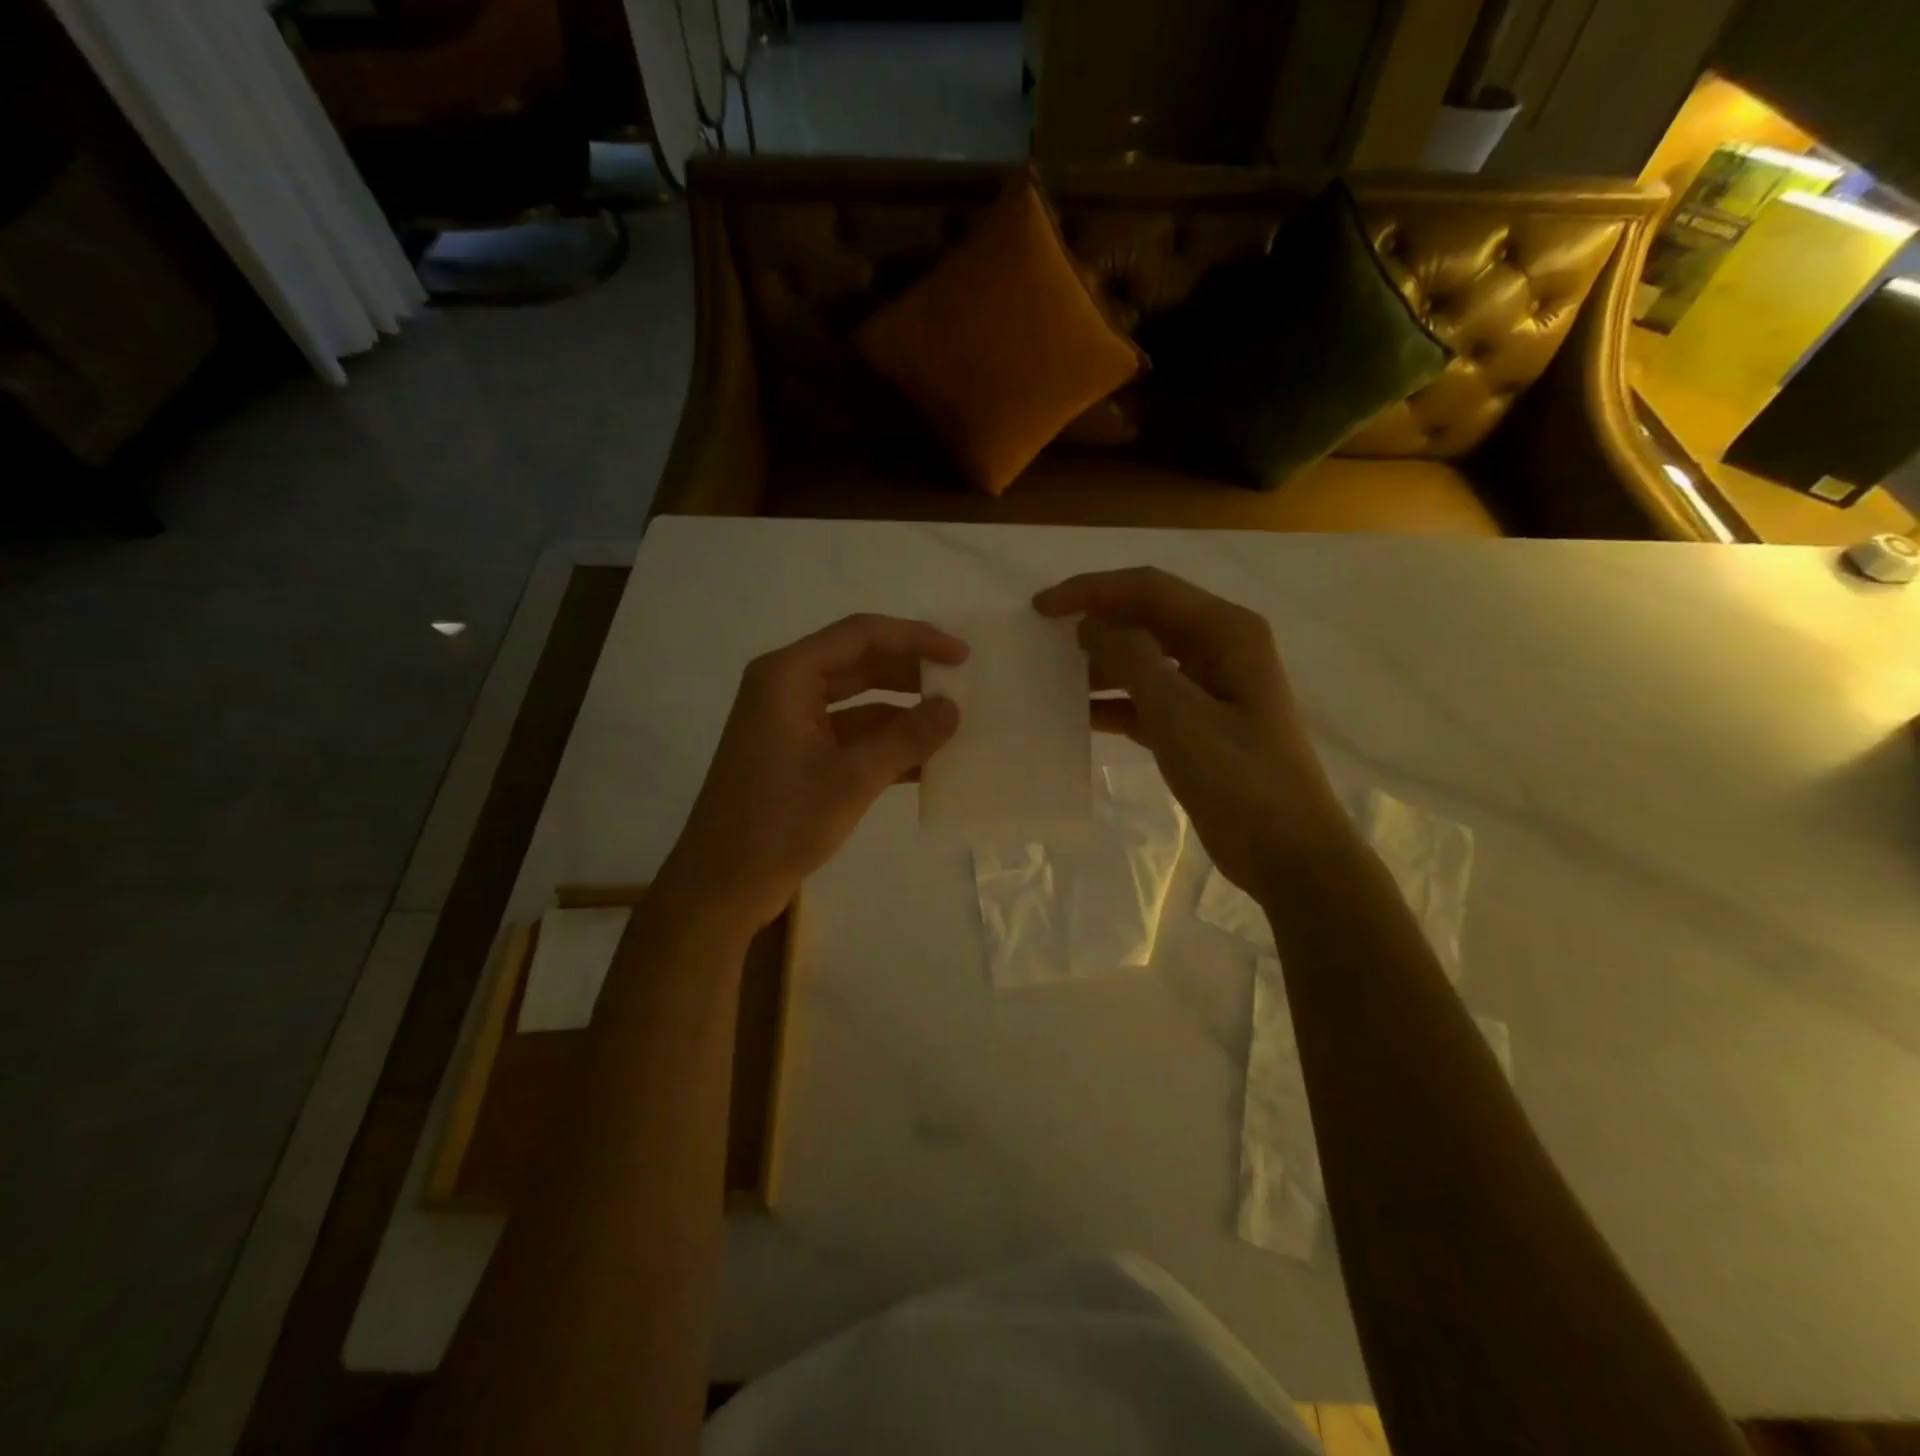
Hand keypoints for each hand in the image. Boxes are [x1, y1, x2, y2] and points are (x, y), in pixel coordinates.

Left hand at [658, 614, 966, 931]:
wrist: (722, 885)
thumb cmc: (781, 823)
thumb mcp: (852, 779)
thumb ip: (907, 738)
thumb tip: (953, 708)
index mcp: (788, 676)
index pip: (861, 634)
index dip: (916, 638)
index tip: (961, 656)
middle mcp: (786, 687)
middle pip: (860, 662)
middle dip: (911, 673)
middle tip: (963, 684)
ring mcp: (790, 722)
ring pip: (858, 701)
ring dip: (902, 712)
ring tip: (954, 723)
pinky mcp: (797, 754)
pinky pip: (849, 734)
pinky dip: (884, 743)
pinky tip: (927, 761)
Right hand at [1034, 567, 1343, 897]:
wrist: (1288, 854)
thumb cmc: (1240, 780)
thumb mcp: (1180, 716)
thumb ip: (1133, 661)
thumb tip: (1093, 625)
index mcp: (1226, 632)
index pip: (1148, 589)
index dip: (1091, 591)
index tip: (1041, 608)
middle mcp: (1220, 648)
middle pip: (1146, 618)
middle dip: (1095, 622)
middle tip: (1041, 638)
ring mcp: (1210, 687)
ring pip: (1144, 659)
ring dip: (1100, 664)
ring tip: (1051, 676)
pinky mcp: (1198, 724)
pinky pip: (1147, 699)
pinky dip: (1114, 702)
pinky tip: (1077, 715)